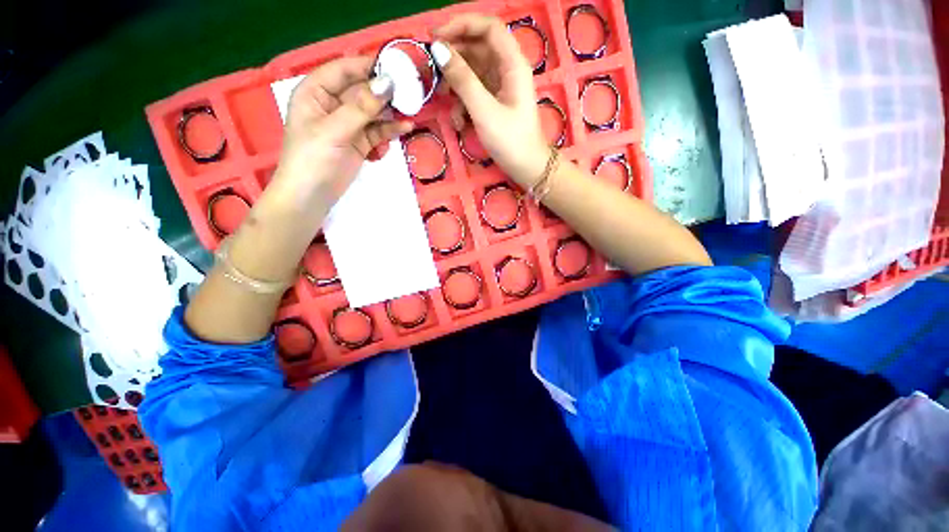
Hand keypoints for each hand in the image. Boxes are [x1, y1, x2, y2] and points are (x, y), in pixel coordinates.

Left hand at [269, 57, 413, 208]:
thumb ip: (362, 107)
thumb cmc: (313, 159)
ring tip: (410, 113)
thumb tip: (387, 83)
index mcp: (316, 92)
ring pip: (373, 112)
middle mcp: (332, 104)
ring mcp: (347, 125)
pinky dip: (389, 131)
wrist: (311, 197)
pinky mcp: (359, 143)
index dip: (368, 67)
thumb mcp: (335, 130)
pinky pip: (377, 132)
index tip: (396, 68)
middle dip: (384, 93)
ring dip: (390, 114)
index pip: (344, 70)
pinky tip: (405, 129)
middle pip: (362, 91)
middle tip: (410, 94)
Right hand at [431, 15, 549, 187]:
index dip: (462, 25)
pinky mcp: (495, 103)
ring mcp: (501, 88)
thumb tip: (439, 49)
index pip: (488, 28)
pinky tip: (459, 121)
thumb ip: (463, 80)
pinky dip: (464, 103)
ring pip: (474, 72)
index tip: (436, 36)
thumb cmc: (511, 141)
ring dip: (456, 83)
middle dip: (454, 57)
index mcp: (513, 64)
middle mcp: (508, 70)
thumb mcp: (484, 111)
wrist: (527, 168)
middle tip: (432, 68)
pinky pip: (475, 93)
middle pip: (478, 48)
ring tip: (443, 97)